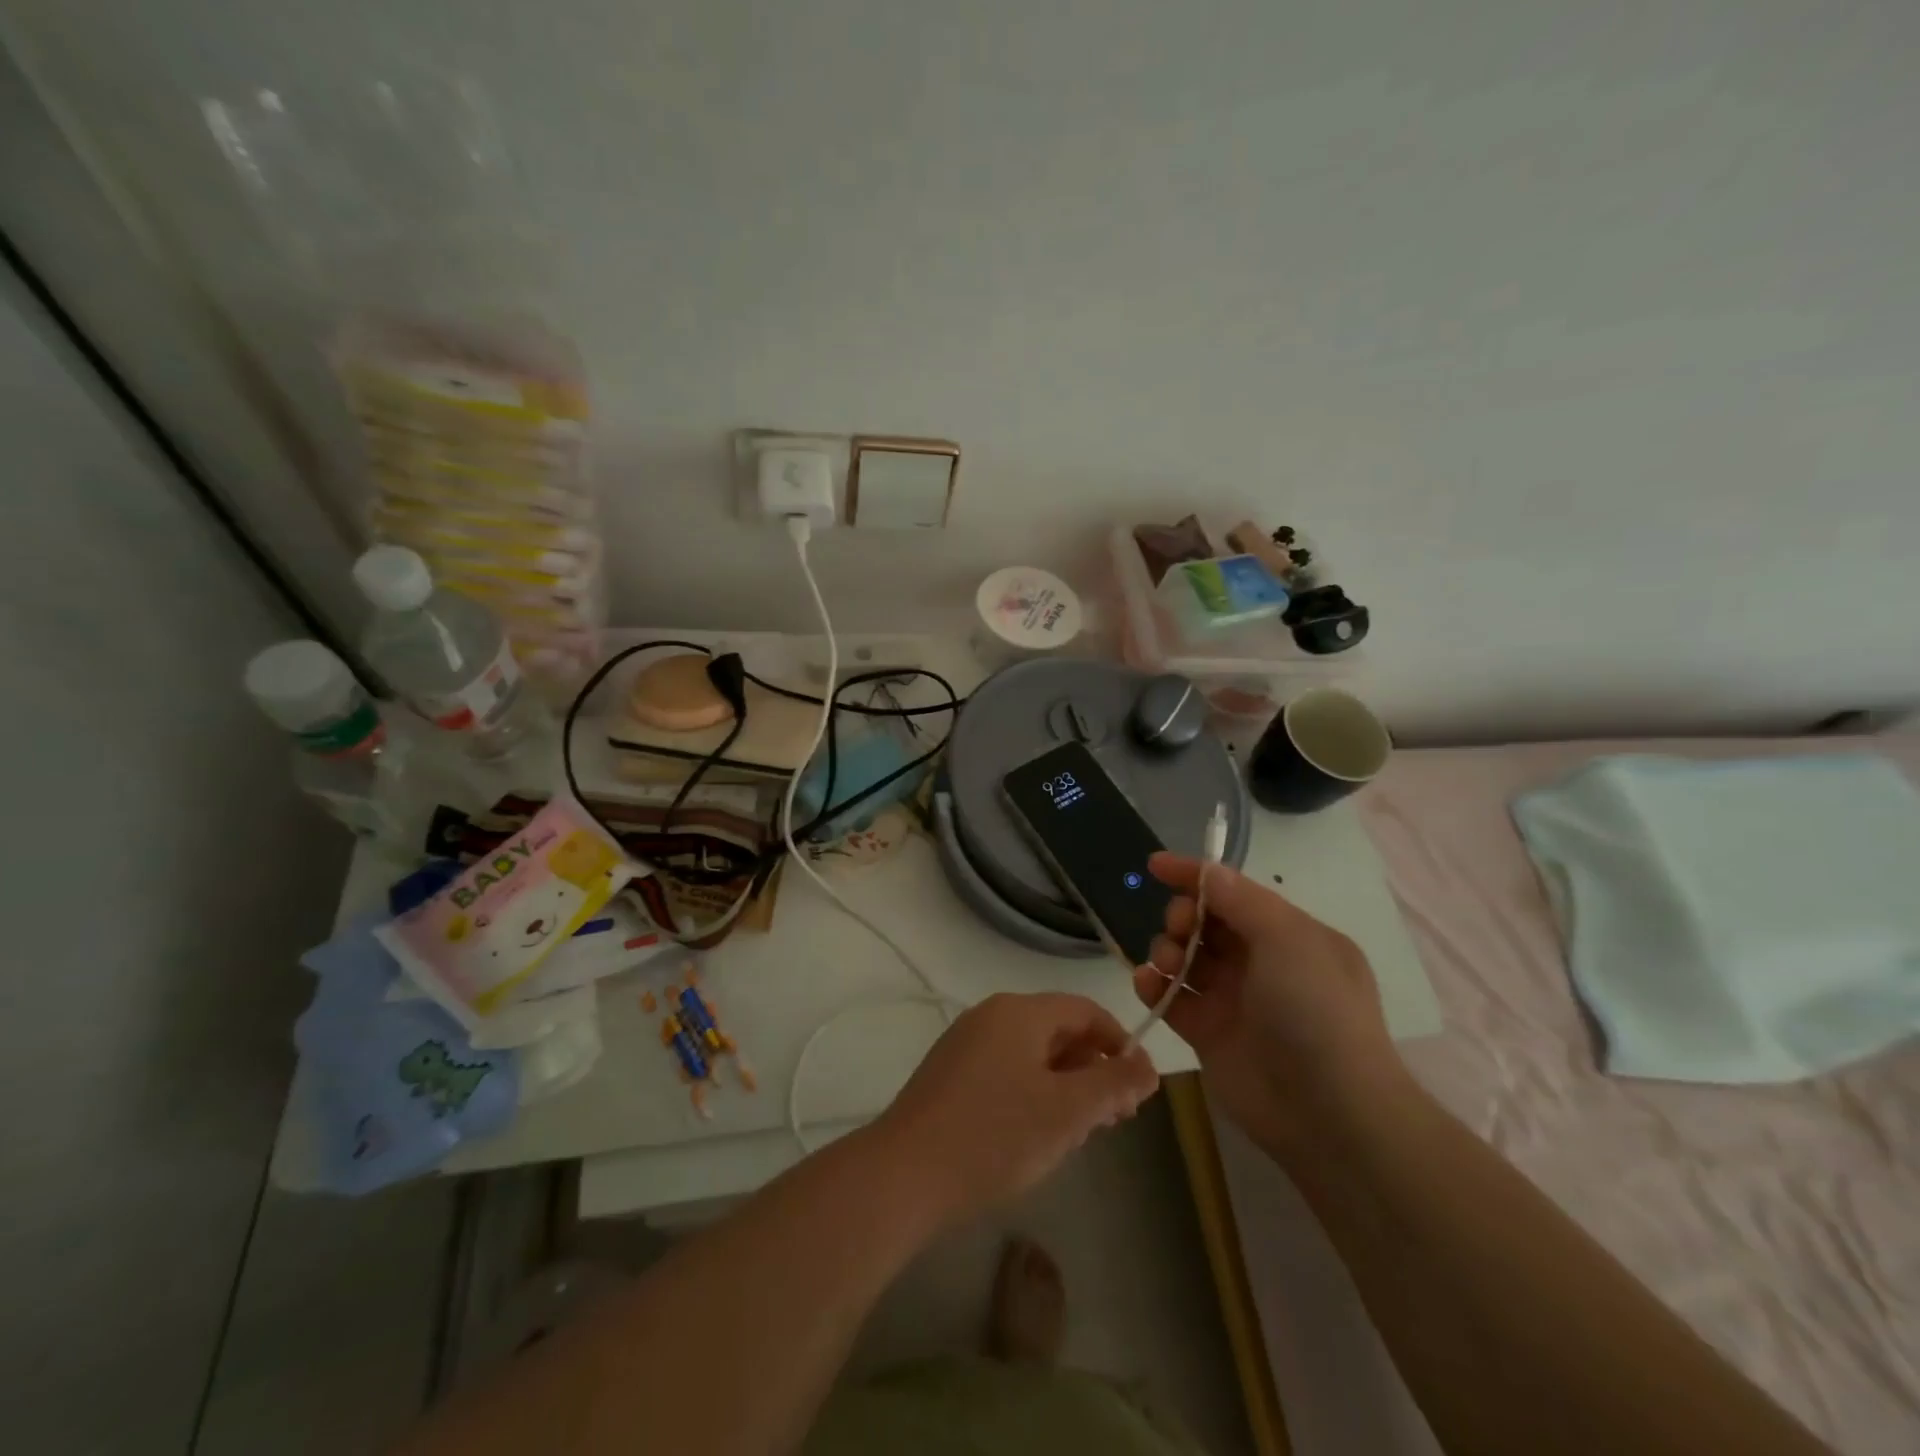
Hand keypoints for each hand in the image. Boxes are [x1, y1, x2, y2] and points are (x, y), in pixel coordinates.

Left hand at [873, 993, 1159, 1230]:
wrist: (906, 1173)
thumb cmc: (996, 1135)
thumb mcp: (1067, 1112)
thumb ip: (1113, 1084)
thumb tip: (1147, 1065)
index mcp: (1019, 1012)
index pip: (1084, 1010)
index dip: (1119, 1043)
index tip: (1139, 1089)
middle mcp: (990, 1015)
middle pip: (1058, 1030)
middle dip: (1093, 1069)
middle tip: (1115, 1118)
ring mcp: (965, 1043)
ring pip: (1032, 1053)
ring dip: (1065, 1085)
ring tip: (1081, 1131)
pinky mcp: (949, 1074)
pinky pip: (1006, 1070)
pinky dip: (1033, 1092)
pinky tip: (1036, 1133)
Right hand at [1133, 852, 1406, 1150]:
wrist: (1329, 1112)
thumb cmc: (1315, 1010)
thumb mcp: (1288, 939)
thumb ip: (1241, 900)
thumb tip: (1207, 871)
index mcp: (1290, 936)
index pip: (1235, 893)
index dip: (1195, 876)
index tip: (1155, 865)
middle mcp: (1262, 964)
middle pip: (1206, 924)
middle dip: (1184, 916)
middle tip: (1180, 927)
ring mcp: (1233, 1000)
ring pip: (1185, 958)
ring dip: (1167, 949)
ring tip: (1166, 963)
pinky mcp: (1208, 1034)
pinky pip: (1171, 998)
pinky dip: (1154, 986)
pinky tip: (1146, 983)